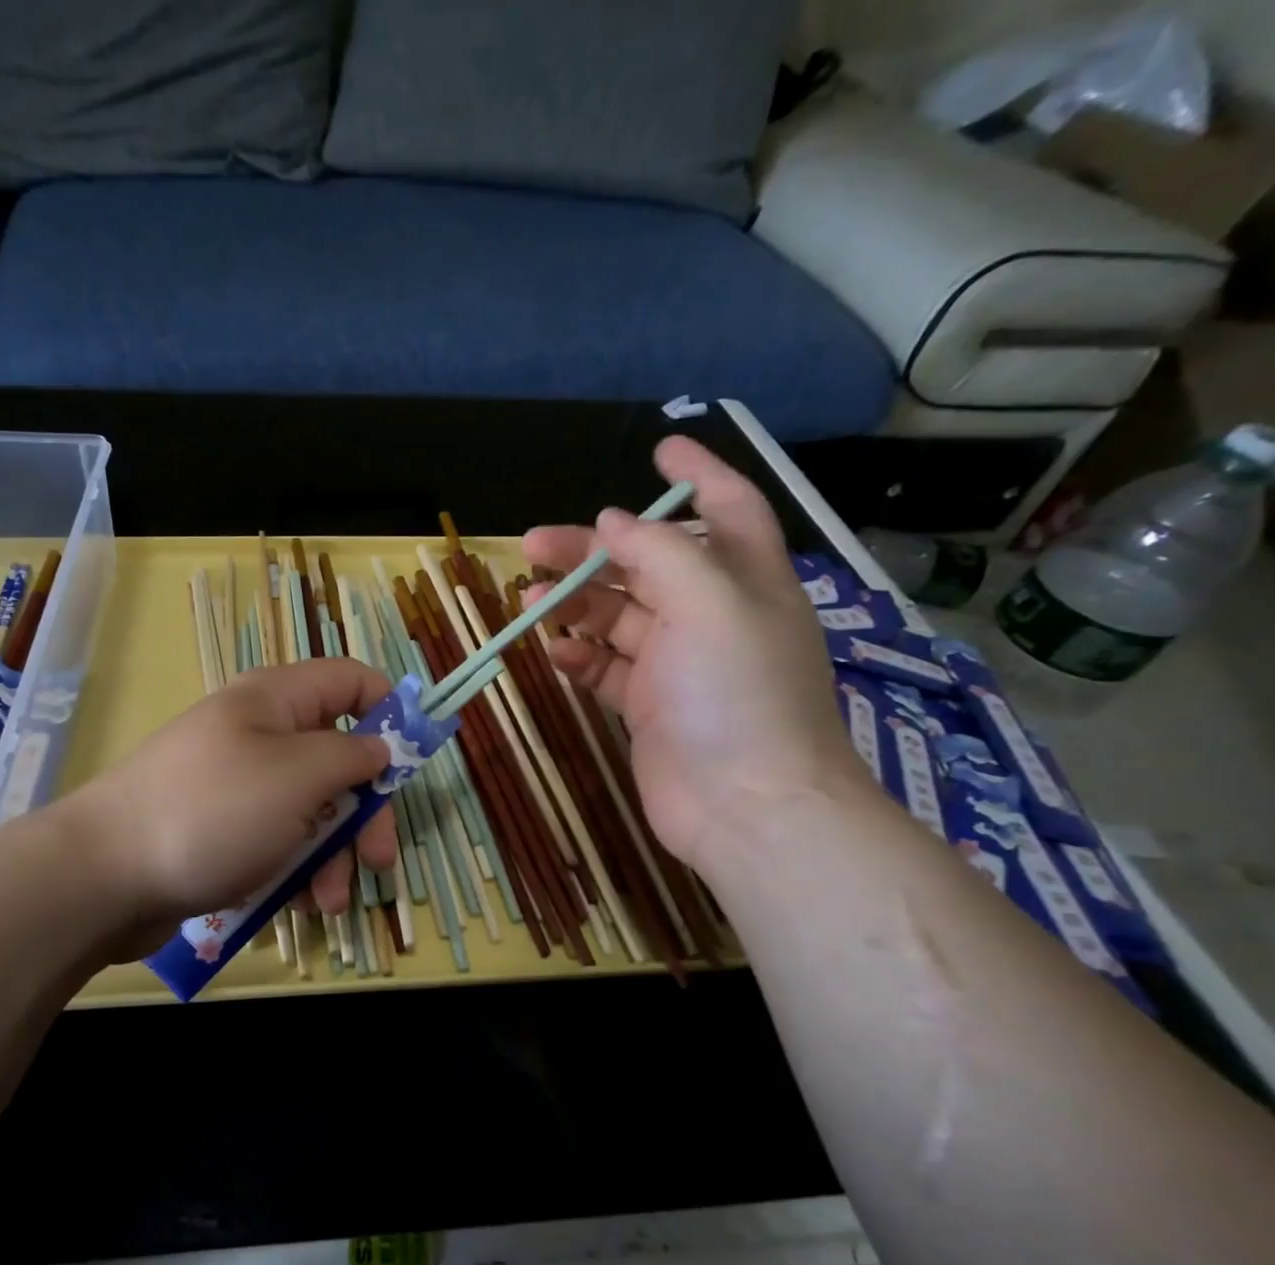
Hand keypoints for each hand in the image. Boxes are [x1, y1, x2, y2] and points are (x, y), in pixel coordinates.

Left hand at [62, 658, 399, 955]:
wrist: (104, 876)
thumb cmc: (212, 812)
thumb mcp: (297, 777)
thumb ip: (351, 756)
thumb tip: (380, 746)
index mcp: (276, 700)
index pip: (351, 680)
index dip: (389, 712)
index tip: (412, 764)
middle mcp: (260, 734)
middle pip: (338, 757)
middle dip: (365, 811)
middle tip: (381, 859)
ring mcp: (239, 784)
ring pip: (311, 808)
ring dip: (332, 854)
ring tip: (329, 901)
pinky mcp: (222, 830)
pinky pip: (277, 840)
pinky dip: (295, 869)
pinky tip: (298, 904)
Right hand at [522, 437, 871, 870]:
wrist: (747, 806)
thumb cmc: (738, 694)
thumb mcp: (709, 604)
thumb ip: (658, 553)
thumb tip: (611, 522)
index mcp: (744, 581)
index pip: (727, 508)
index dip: (697, 473)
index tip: (659, 448)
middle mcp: (712, 616)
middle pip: (646, 564)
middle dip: (592, 549)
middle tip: (532, 544)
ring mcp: (678, 664)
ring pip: (618, 616)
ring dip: (574, 603)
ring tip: (528, 598)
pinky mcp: (649, 707)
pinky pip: (606, 668)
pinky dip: (578, 656)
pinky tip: (553, 653)